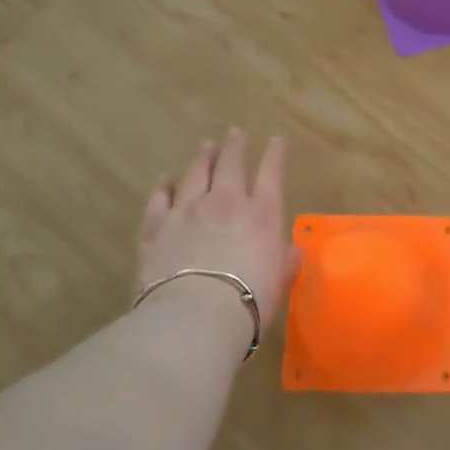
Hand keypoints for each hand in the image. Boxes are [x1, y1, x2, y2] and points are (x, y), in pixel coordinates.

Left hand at [137, 130, 296, 349]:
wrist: (195, 315)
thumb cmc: (249, 302)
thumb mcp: (279, 283)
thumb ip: (285, 262)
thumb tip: (294, 251)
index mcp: (263, 215)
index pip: (271, 174)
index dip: (275, 155)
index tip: (276, 140)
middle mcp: (226, 203)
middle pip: (231, 164)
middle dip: (235, 146)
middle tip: (235, 133)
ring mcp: (187, 210)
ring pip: (195, 173)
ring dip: (202, 157)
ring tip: (205, 146)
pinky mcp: (155, 225)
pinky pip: (159, 198)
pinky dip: (163, 186)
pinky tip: (165, 180)